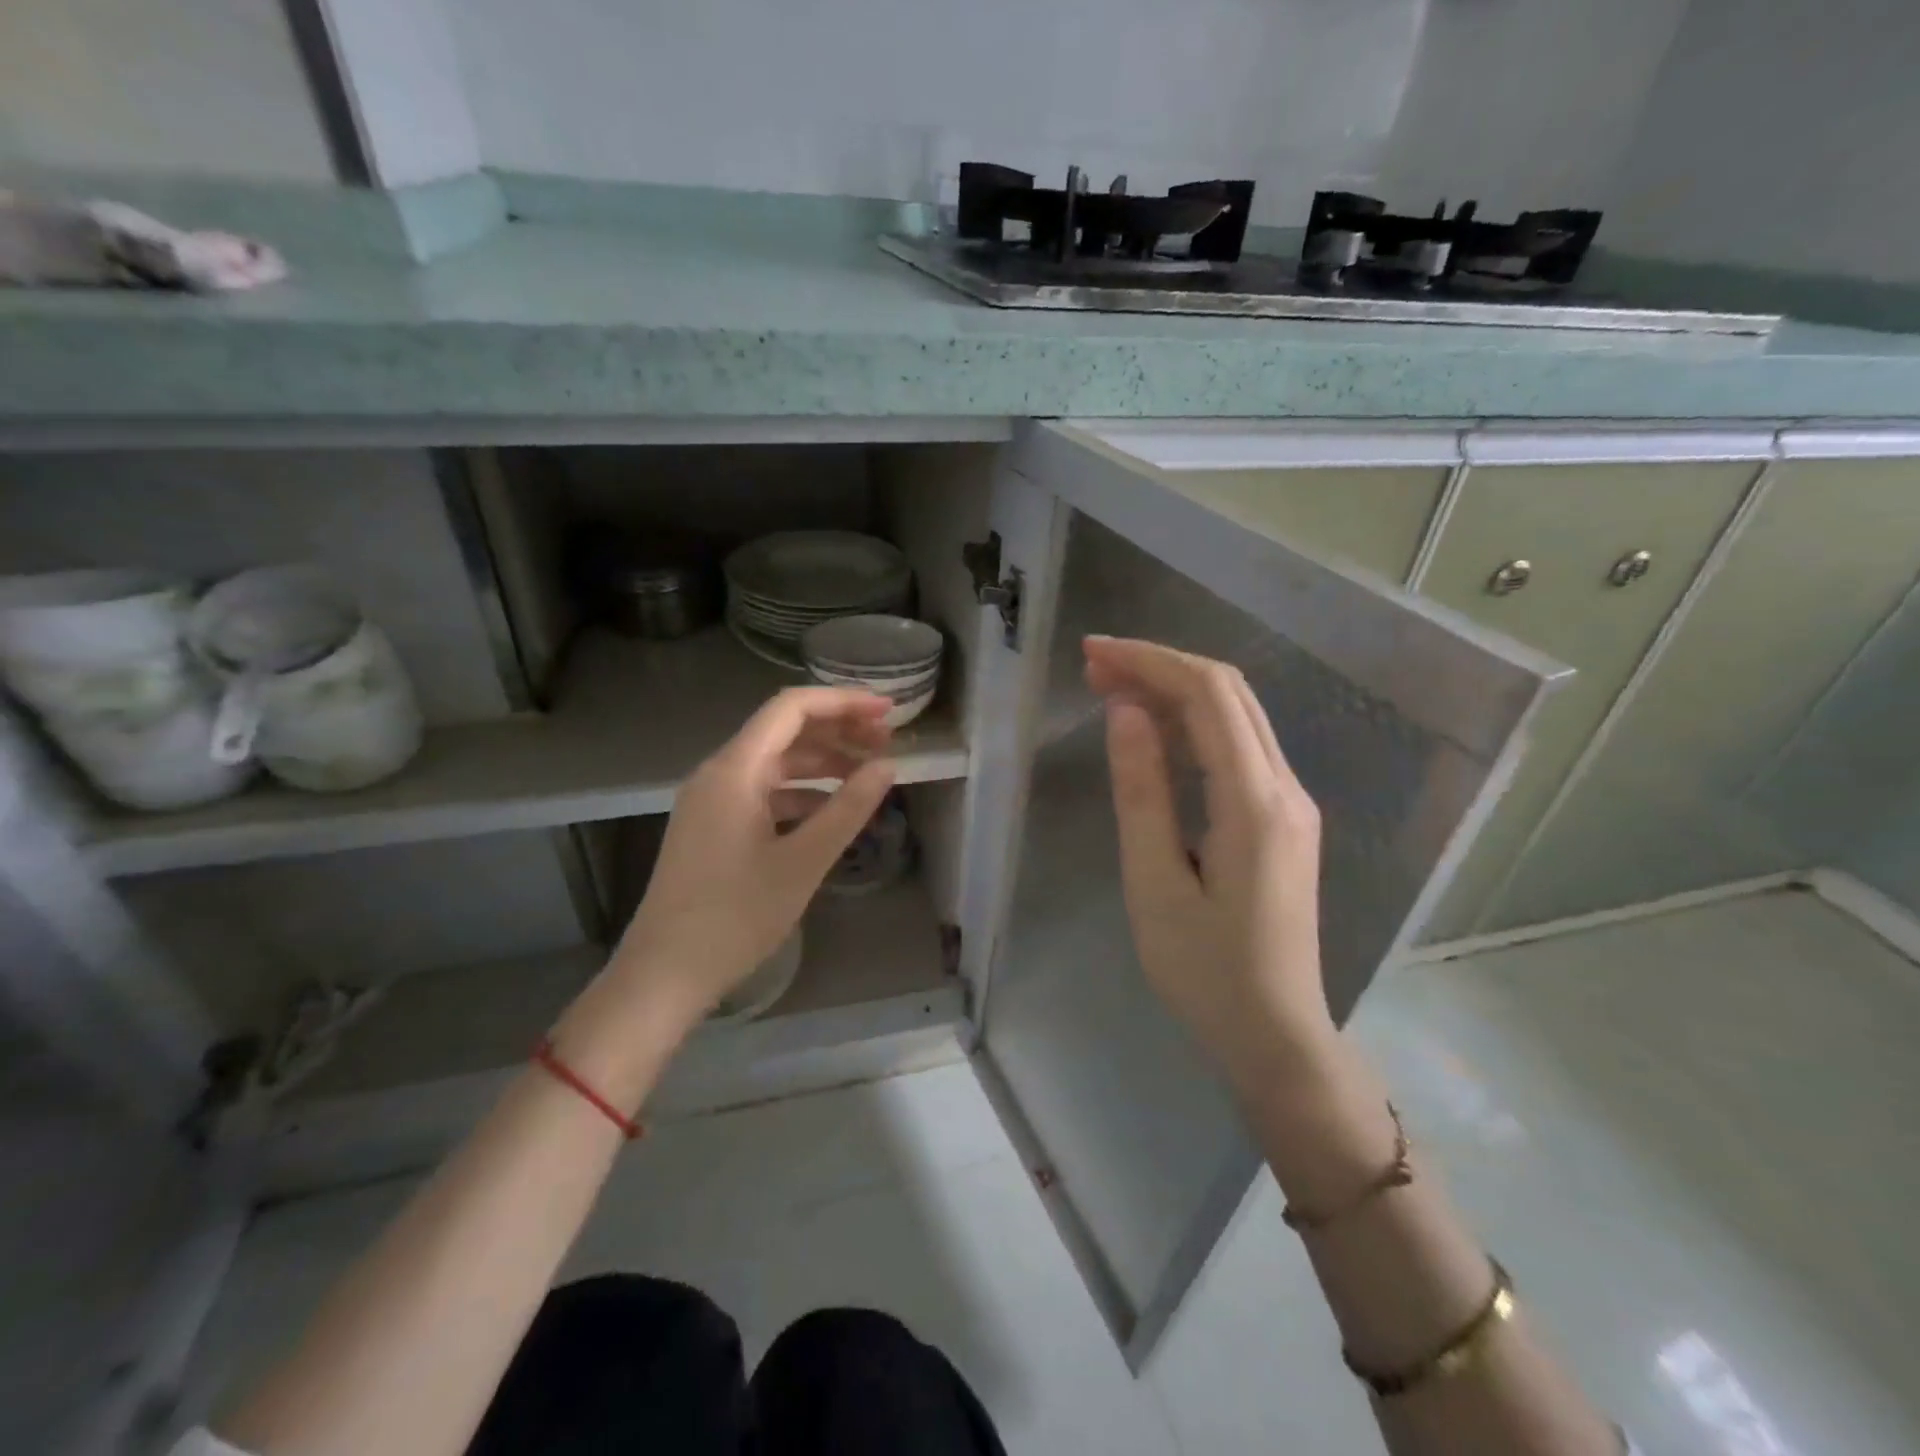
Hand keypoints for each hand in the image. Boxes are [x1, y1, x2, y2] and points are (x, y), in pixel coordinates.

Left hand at [607, 687, 896, 1032]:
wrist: (664, 973)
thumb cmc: (735, 916)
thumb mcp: (803, 862)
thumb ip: (848, 808)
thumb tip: (887, 767)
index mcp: (734, 770)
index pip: (791, 708)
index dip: (843, 702)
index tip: (888, 713)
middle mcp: (719, 773)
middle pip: (784, 731)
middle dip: (837, 731)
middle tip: (887, 744)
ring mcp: (712, 800)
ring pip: (775, 763)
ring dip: (822, 763)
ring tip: (868, 775)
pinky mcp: (713, 826)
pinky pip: (764, 792)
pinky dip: (802, 793)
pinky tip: (831, 812)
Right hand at [1084, 636, 1333, 1091]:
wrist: (1276, 1035)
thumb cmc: (1205, 971)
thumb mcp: (1155, 884)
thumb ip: (1143, 793)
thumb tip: (1126, 712)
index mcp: (1255, 803)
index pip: (1208, 697)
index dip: (1150, 662)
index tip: (1093, 653)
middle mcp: (1286, 788)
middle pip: (1229, 693)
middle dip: (1160, 666)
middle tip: (1094, 666)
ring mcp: (1292, 803)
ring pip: (1237, 715)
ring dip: (1176, 690)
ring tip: (1113, 687)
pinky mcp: (1284, 819)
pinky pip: (1240, 746)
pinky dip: (1194, 723)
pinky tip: (1155, 729)